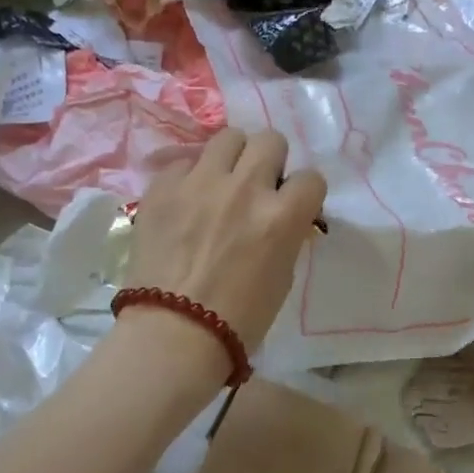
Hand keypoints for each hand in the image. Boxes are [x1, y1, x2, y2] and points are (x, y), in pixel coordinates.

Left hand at [123, 127, 326, 362]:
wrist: (172, 336)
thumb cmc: (239, 319)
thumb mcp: (283, 274)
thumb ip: (287, 233)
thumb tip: (282, 213)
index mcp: (282, 215)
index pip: (311, 177)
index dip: (304, 192)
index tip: (293, 205)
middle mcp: (245, 188)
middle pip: (270, 140)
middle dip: (269, 161)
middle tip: (258, 185)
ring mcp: (200, 183)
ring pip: (228, 137)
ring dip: (232, 158)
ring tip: (221, 182)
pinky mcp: (162, 188)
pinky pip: (184, 162)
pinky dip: (190, 177)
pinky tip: (185, 201)